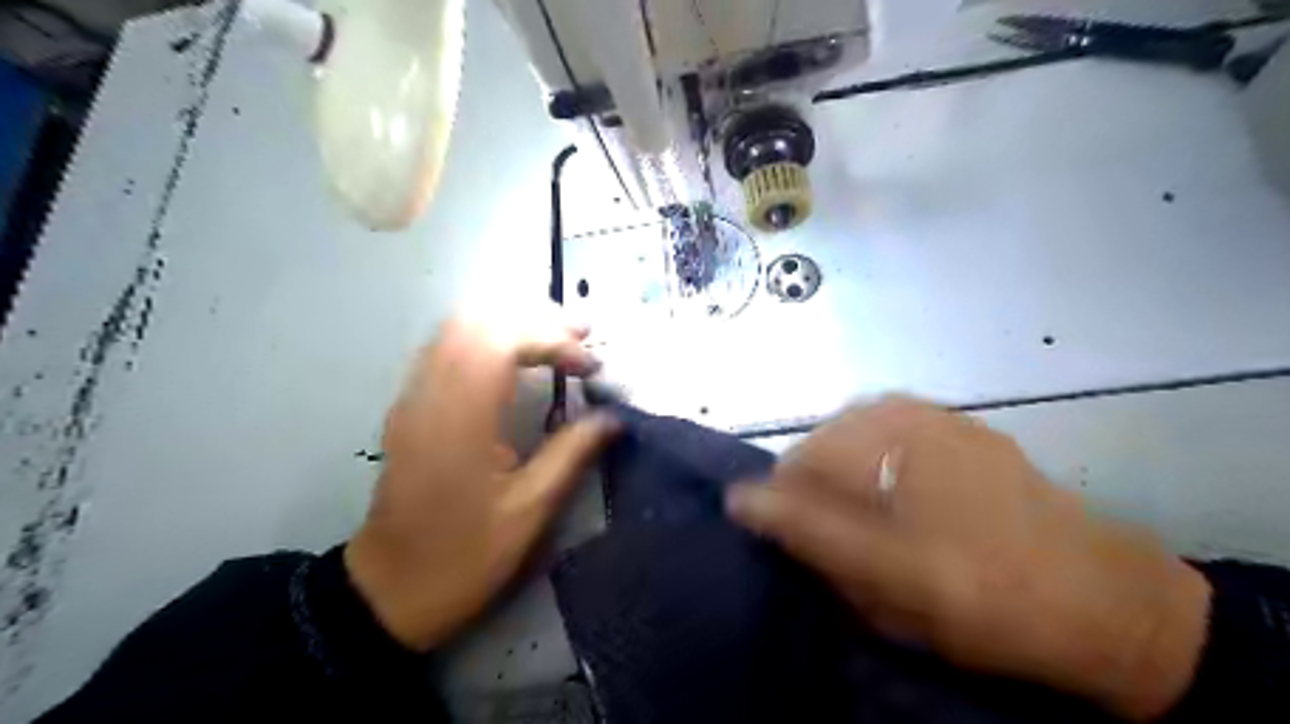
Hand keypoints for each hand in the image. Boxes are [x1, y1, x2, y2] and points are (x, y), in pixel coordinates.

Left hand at [345, 309, 616, 651]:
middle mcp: (430, 392)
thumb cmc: (464, 555)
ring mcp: (414, 396)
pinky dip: (487, 336)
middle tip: (582, 334)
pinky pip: (447, 346)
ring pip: (458, 325)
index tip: (592, 366)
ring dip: (511, 321)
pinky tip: (516, 357)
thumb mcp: (530, 511)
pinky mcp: (410, 406)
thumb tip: (615, 417)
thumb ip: (573, 452)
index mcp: (460, 417)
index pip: (504, 340)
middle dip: (536, 317)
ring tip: (557, 338)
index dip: (555, 340)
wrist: (389, 590)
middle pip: (478, 318)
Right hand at [723, 400, 1209, 720]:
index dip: (787, 508)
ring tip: (869, 512)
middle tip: (841, 536)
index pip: (793, 467)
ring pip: (853, 431)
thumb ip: (806, 531)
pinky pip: (891, 425)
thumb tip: (740, 499)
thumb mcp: (882, 580)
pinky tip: (902, 487)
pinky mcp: (959, 423)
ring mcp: (934, 415)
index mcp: (880, 453)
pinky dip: (878, 453)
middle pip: (821, 444)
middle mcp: (901, 417)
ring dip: (846, 469)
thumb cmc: (982, 597)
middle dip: (817, 487)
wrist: (1102, 598)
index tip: (805, 547)